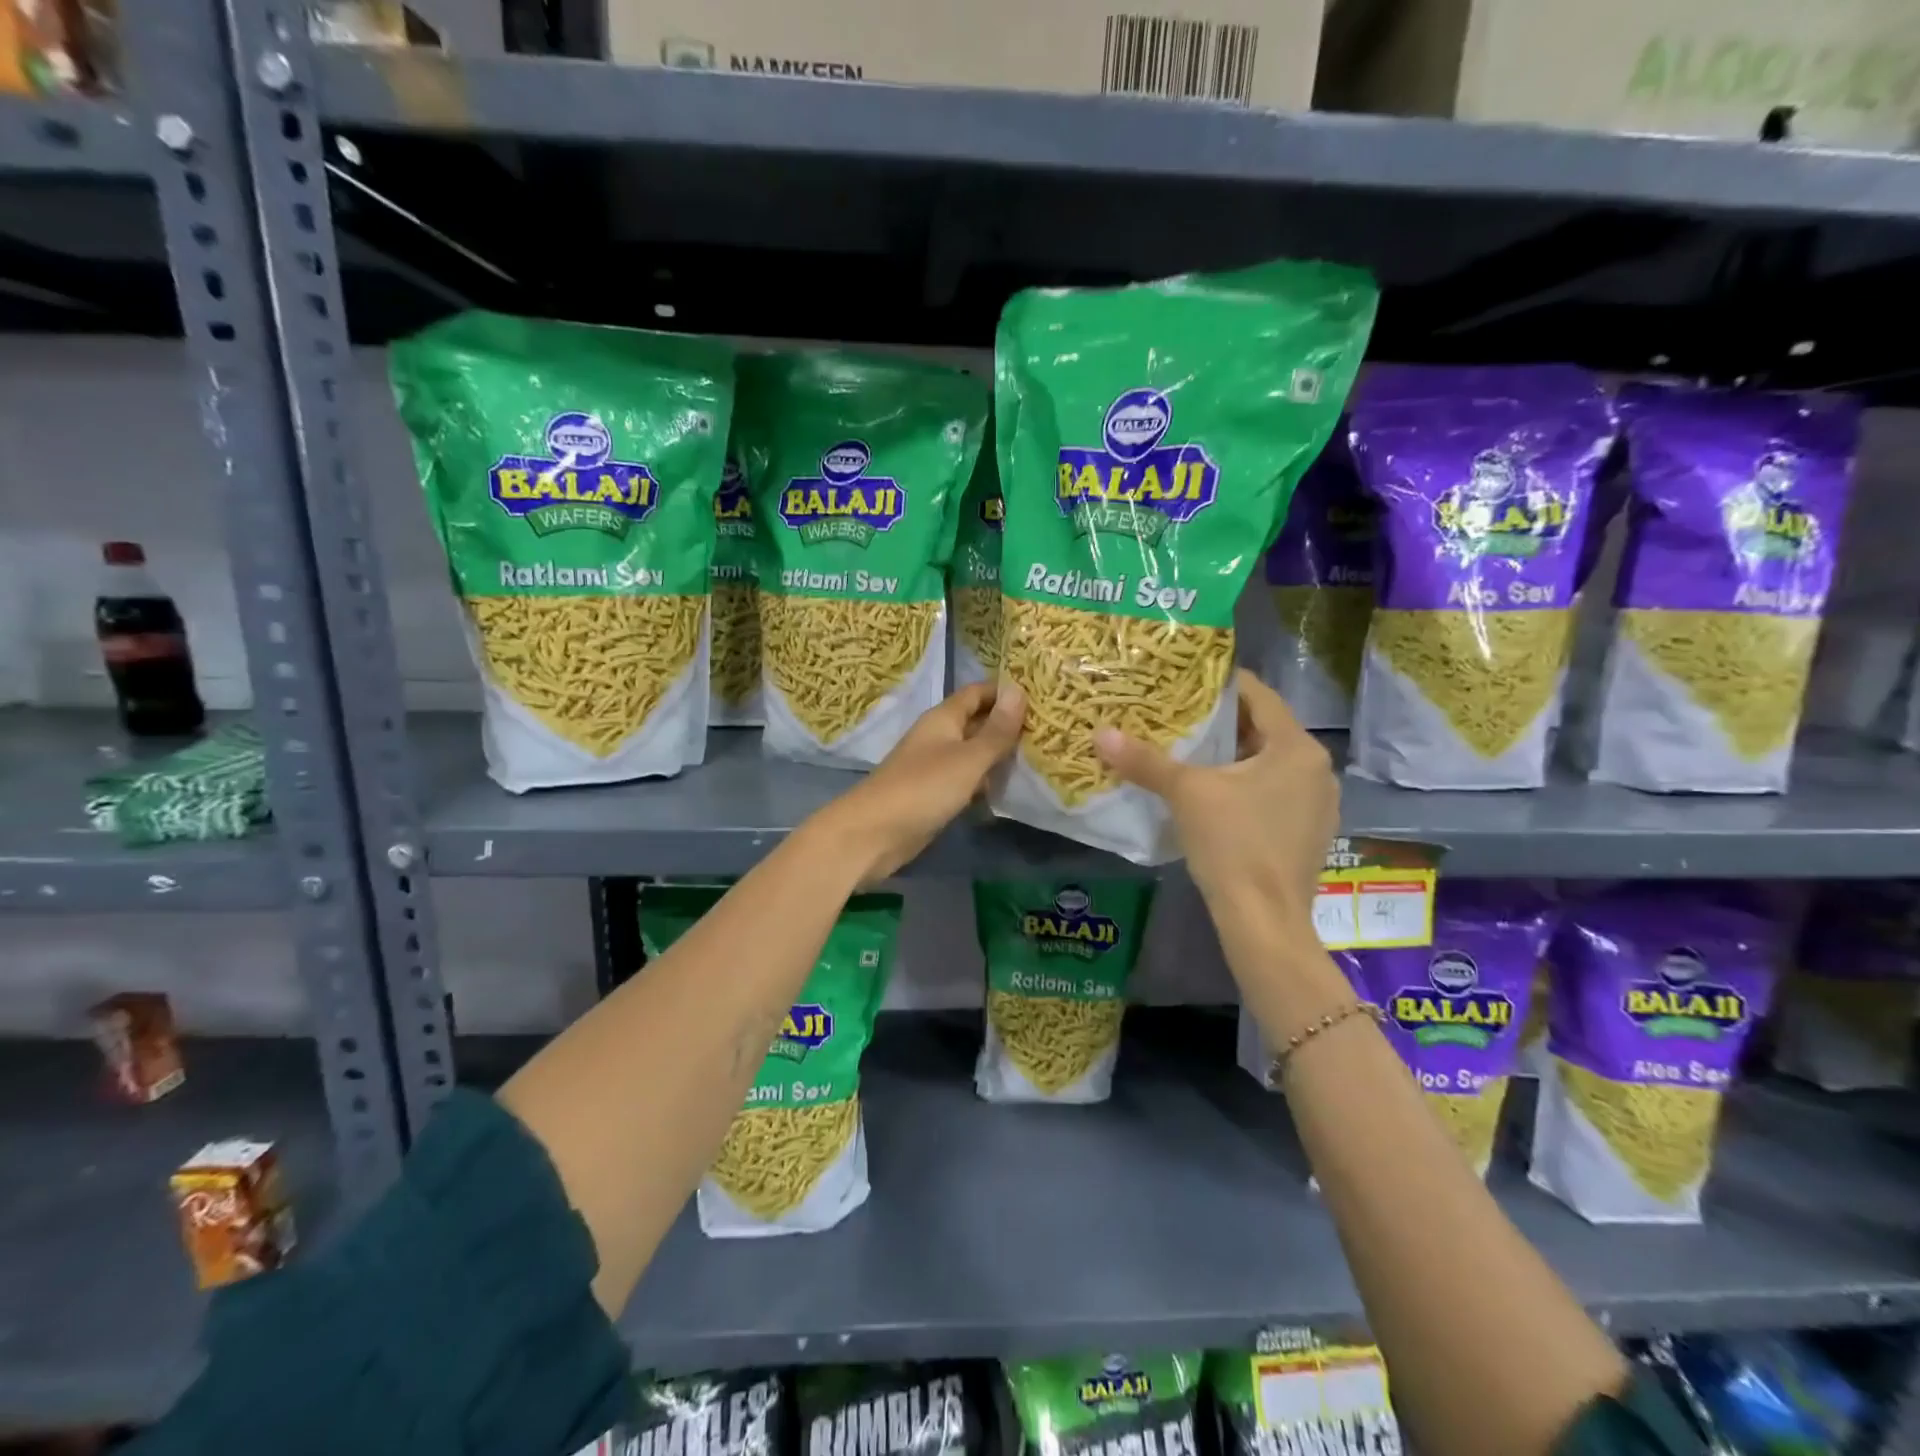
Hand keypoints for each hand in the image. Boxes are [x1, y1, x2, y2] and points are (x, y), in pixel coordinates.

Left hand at [815, 681, 1025, 884]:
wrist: (873, 834)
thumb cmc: (923, 788)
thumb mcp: (968, 758)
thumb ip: (996, 730)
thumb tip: (1019, 689)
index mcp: (943, 718)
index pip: (977, 693)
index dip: (1005, 692)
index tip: (1042, 696)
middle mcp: (938, 737)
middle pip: (976, 722)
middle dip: (1008, 725)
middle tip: (1049, 729)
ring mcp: (934, 767)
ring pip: (973, 753)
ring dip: (999, 756)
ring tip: (1040, 758)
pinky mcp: (933, 795)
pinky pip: (965, 780)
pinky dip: (985, 782)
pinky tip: (1009, 790)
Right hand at [1095, 670, 1336, 935]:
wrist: (1264, 921)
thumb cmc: (1232, 844)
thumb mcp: (1186, 794)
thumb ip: (1145, 761)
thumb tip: (1101, 734)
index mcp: (1296, 747)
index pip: (1258, 695)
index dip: (1220, 685)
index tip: (1185, 681)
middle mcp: (1317, 769)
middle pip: (1264, 729)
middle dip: (1221, 723)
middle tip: (1178, 716)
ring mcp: (1318, 803)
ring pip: (1269, 763)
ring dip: (1233, 756)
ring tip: (1190, 753)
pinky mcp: (1310, 832)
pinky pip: (1275, 793)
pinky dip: (1246, 785)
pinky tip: (1215, 796)